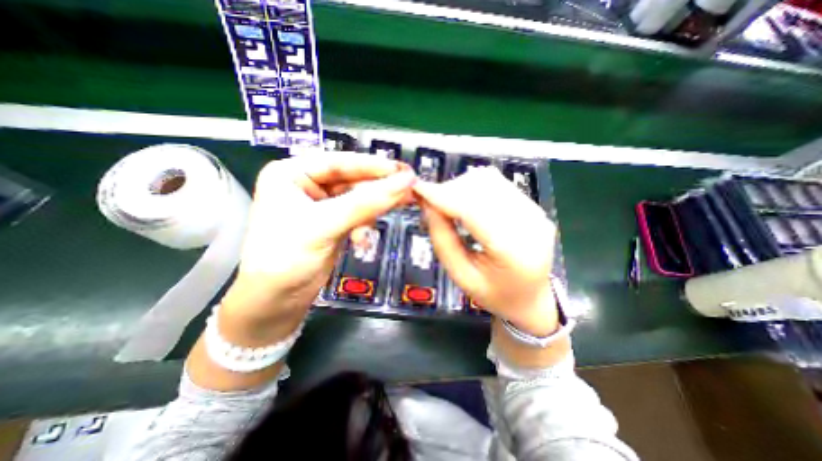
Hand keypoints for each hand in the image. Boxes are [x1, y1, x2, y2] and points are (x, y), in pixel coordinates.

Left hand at [222, 152, 413, 337]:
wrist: (275, 303)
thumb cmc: (286, 259)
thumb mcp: (324, 226)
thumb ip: (366, 203)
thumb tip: (404, 183)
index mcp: (292, 174)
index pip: (340, 162)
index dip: (373, 166)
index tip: (404, 171)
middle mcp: (307, 185)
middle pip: (352, 180)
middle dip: (379, 188)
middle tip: (410, 190)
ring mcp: (323, 206)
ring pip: (359, 198)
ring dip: (374, 209)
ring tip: (400, 208)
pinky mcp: (334, 224)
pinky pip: (359, 215)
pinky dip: (366, 225)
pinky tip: (363, 240)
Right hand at [415, 168, 561, 336]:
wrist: (531, 298)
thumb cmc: (493, 294)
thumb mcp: (461, 275)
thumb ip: (442, 240)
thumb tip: (427, 204)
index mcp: (513, 251)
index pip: (473, 210)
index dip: (443, 196)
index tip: (419, 189)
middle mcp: (530, 224)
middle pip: (482, 188)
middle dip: (450, 190)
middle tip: (431, 202)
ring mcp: (535, 212)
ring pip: (490, 179)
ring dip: (462, 186)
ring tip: (447, 202)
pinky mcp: (534, 206)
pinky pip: (499, 183)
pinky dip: (475, 187)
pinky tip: (466, 201)